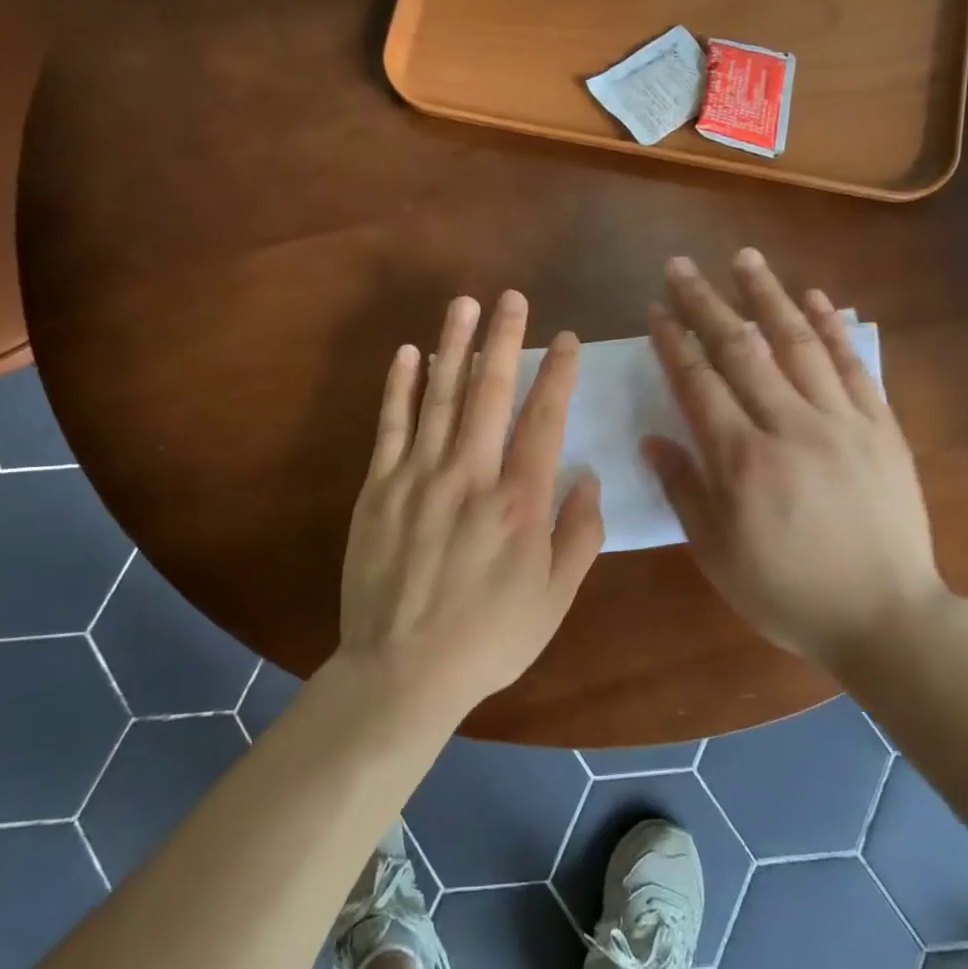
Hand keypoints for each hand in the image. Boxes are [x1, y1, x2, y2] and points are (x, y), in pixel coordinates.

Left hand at [338, 290, 604, 716]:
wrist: (404, 670)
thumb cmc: (489, 639)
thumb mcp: (554, 599)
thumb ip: (578, 536)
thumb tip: (588, 478)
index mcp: (519, 503)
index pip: (544, 420)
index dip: (557, 374)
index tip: (566, 340)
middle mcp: (471, 476)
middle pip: (490, 393)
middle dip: (504, 339)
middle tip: (512, 298)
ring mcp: (418, 477)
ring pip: (439, 397)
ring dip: (453, 345)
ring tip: (463, 304)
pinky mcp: (379, 489)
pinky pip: (390, 426)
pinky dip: (399, 387)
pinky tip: (409, 354)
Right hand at [644, 250, 951, 671]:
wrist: (885, 616)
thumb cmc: (788, 593)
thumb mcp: (718, 555)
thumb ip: (684, 491)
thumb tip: (654, 439)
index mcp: (743, 461)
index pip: (699, 384)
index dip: (674, 342)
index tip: (657, 309)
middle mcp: (789, 426)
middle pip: (741, 350)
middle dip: (706, 303)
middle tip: (681, 266)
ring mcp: (841, 421)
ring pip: (798, 343)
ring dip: (768, 295)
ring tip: (744, 258)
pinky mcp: (880, 426)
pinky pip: (853, 364)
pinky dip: (831, 327)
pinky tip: (813, 297)